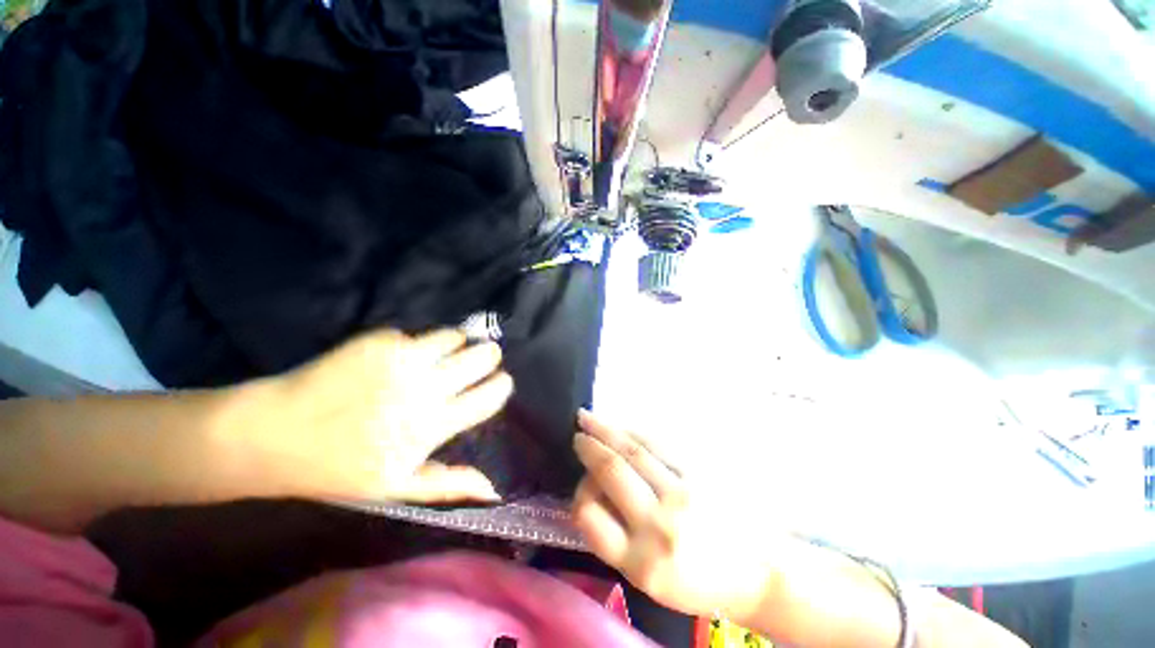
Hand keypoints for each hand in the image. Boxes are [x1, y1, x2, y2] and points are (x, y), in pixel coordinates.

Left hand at [239, 328, 512, 503]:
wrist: (273, 435)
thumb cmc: (339, 468)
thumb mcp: (397, 487)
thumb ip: (449, 483)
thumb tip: (494, 489)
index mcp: (434, 425)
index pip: (490, 395)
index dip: (502, 385)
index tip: (499, 382)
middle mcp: (426, 387)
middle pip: (482, 357)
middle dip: (488, 356)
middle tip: (480, 360)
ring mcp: (403, 359)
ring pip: (455, 337)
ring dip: (457, 343)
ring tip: (444, 354)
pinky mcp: (380, 341)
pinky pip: (416, 334)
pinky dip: (415, 343)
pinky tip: (399, 356)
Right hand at [571, 411, 786, 622]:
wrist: (757, 573)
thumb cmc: (696, 583)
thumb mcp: (647, 581)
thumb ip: (615, 540)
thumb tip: (592, 491)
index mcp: (639, 563)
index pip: (588, 516)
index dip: (579, 493)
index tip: (581, 482)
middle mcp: (657, 525)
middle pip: (611, 471)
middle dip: (588, 447)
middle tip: (577, 434)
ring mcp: (681, 494)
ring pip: (633, 450)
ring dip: (606, 430)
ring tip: (588, 418)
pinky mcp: (700, 474)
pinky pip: (659, 444)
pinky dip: (634, 432)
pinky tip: (623, 426)